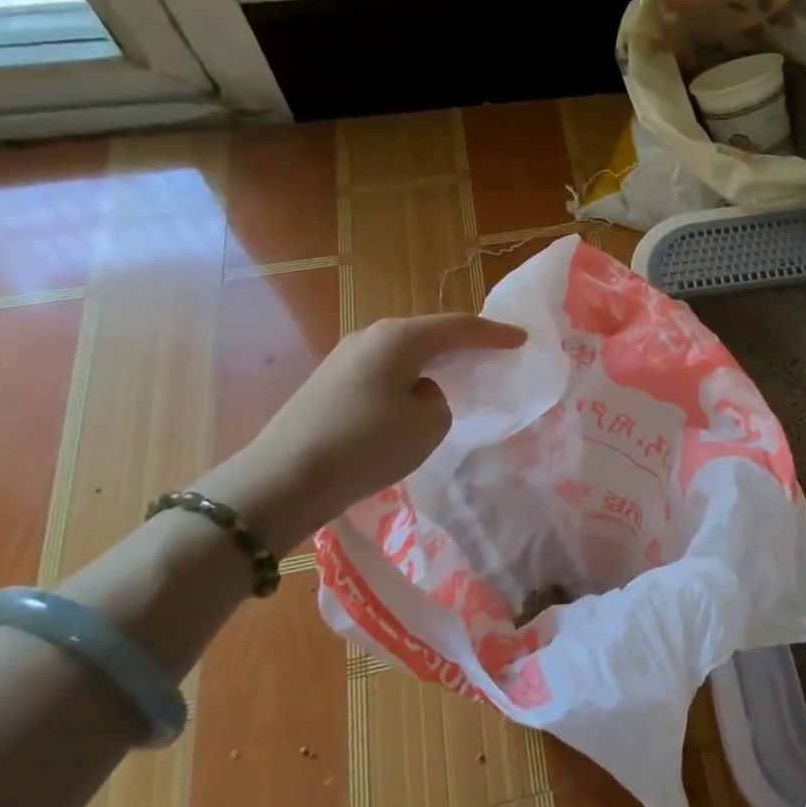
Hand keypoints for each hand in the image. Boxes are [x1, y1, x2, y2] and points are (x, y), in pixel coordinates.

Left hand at [199, 313, 525, 554]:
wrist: (283, 479)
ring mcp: (345, 359)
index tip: (522, 339)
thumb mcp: (428, 424)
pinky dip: (409, 380)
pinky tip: (414, 400)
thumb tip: (419, 393)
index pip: (459, 327)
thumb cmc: (366, 444)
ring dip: (434, 363)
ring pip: (405, 354)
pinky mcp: (330, 384)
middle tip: (493, 353)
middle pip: (429, 334)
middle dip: (463, 343)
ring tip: (459, 375)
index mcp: (400, 338)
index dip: (494, 334)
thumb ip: (440, 400)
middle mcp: (371, 337)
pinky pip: (385, 373)